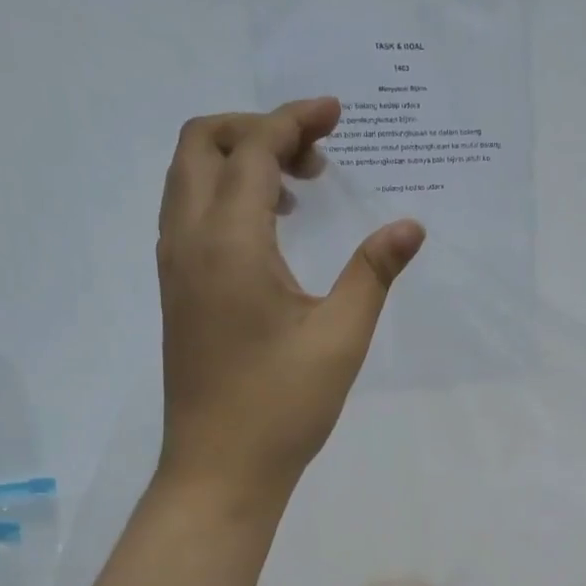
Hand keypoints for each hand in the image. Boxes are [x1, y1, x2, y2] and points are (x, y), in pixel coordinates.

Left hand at [154, 97, 424, 513]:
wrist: (220, 470)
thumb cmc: (283, 406)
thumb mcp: (340, 338)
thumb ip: (372, 272)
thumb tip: (410, 225)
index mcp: (229, 244)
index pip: (252, 150)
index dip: (294, 121)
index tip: (336, 114)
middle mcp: (188, 242)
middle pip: (201, 144)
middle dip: (256, 129)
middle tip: (314, 156)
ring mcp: (175, 269)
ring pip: (187, 179)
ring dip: (236, 162)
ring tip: (297, 190)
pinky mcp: (178, 295)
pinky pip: (188, 215)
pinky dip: (222, 197)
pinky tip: (270, 234)